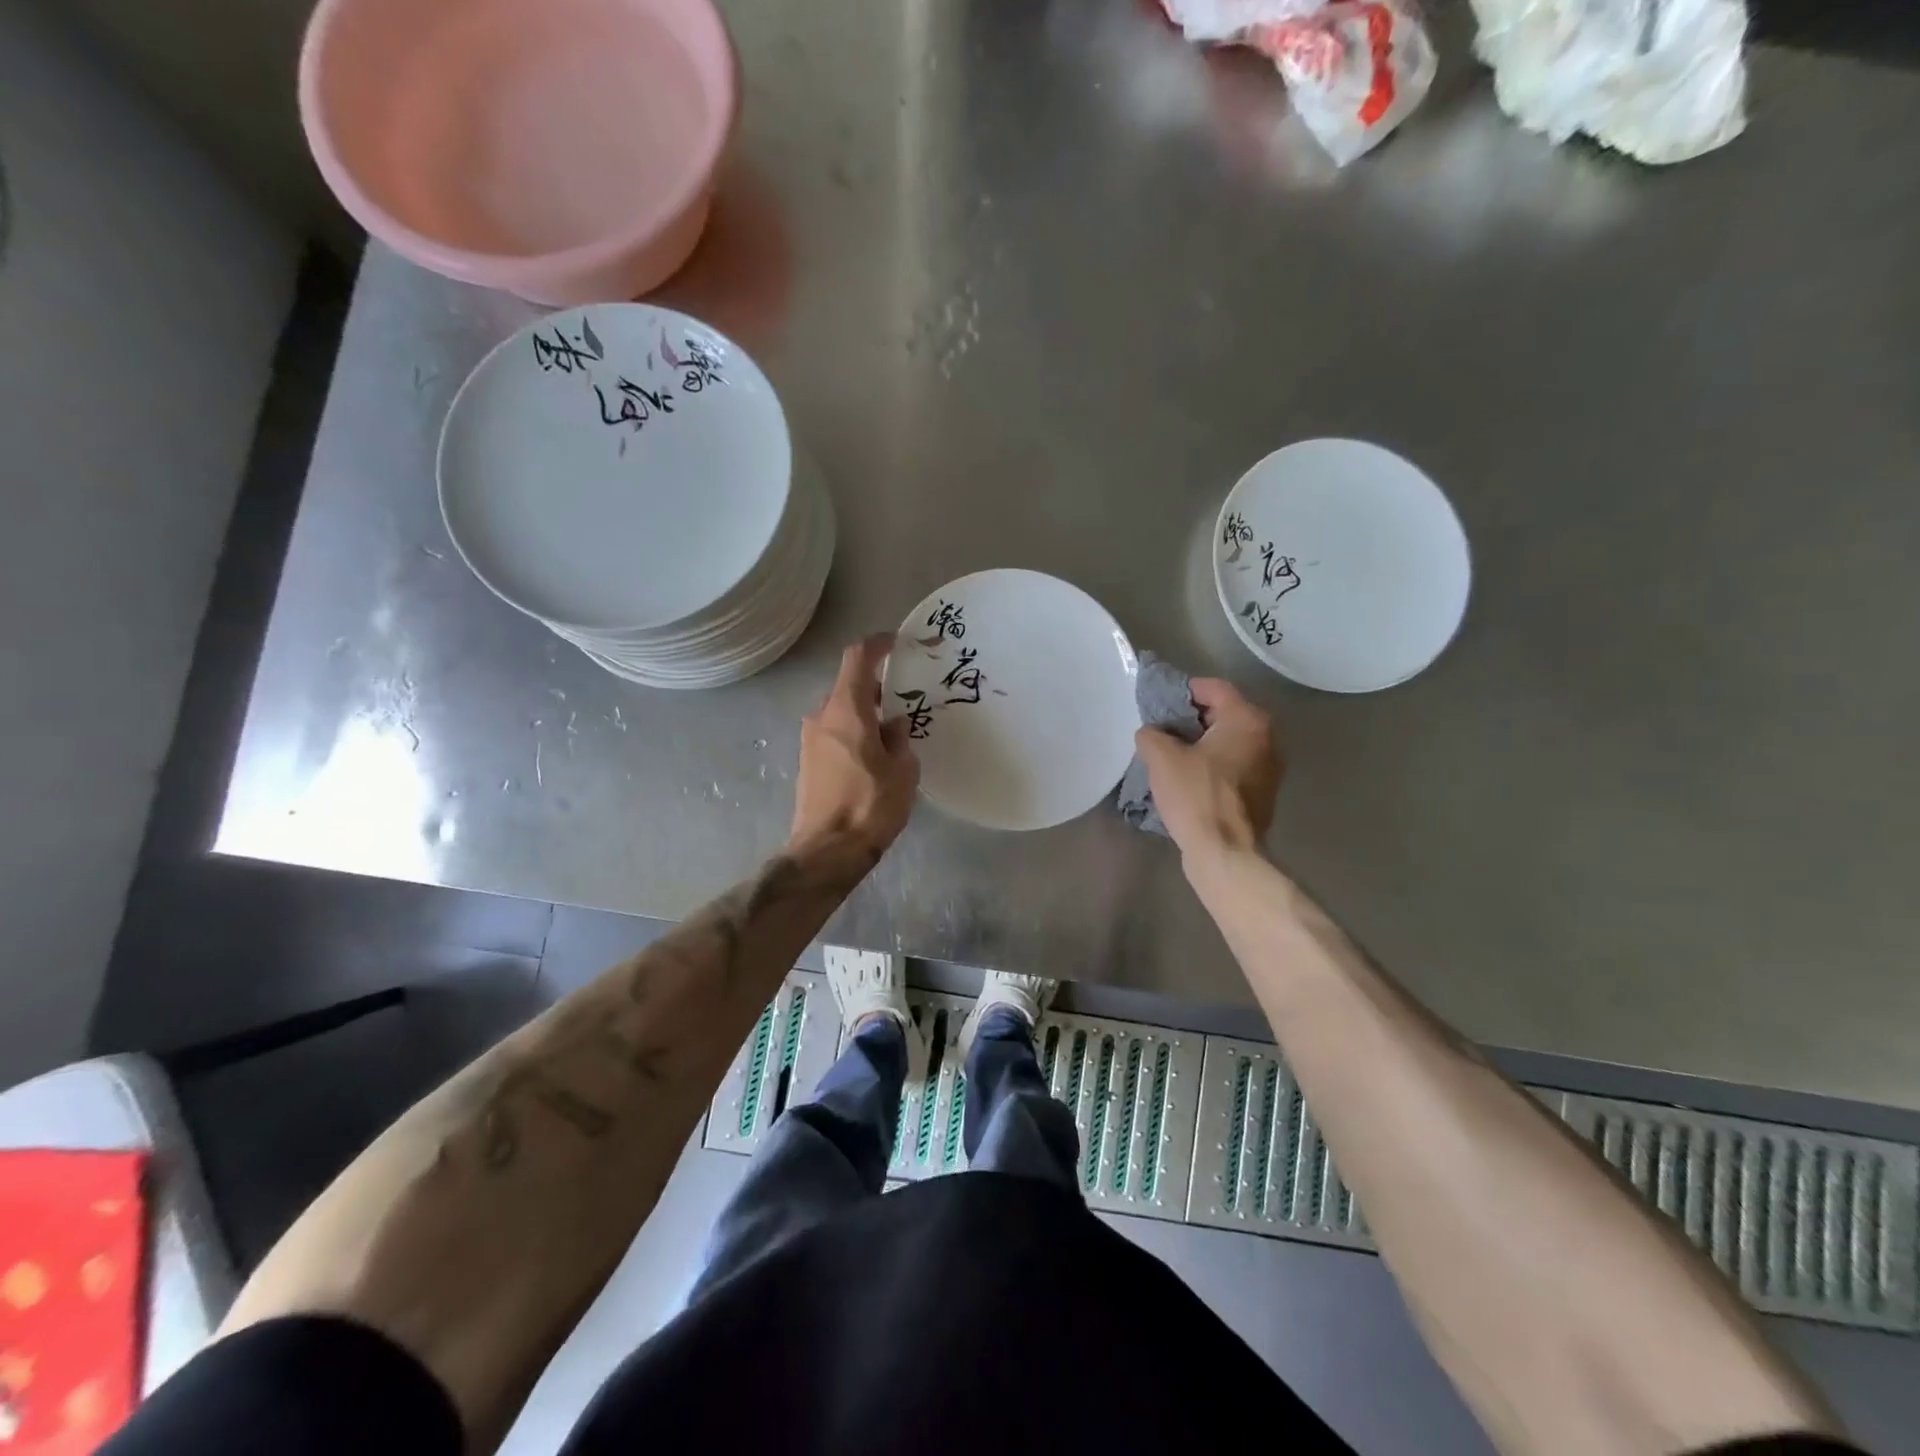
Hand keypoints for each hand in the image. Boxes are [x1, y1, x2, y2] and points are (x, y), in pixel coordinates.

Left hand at [790, 633, 919, 860]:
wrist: (827, 851)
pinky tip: (874, 755)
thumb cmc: (870, 805)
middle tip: (904, 698)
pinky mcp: (808, 762)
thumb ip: (900, 740)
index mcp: (846, 710)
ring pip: (841, 712)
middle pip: (849, 687)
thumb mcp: (902, 771)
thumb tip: (894, 726)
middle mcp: (822, 717)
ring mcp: (810, 740)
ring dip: (865, 713)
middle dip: (876, 688)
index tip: (896, 642)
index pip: (857, 659)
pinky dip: (854, 733)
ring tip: (893, 732)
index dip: (876, 645)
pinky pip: (834, 733)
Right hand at [1133, 678, 1282, 856]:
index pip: (1215, 688)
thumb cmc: (1196, 796)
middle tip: (1162, 729)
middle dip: (1192, 718)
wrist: (1225, 852)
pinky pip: (1234, 766)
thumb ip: (1152, 734)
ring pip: (1230, 742)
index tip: (1160, 702)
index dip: (1185, 690)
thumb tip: (1152, 733)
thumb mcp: (1161, 758)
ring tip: (1171, 755)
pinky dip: (1213, 765)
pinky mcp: (1263, 793)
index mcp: (1247, 720)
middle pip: (1225, 714)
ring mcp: (1269, 767)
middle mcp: (1267, 738)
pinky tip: (1188, 779)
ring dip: (1202, 744)